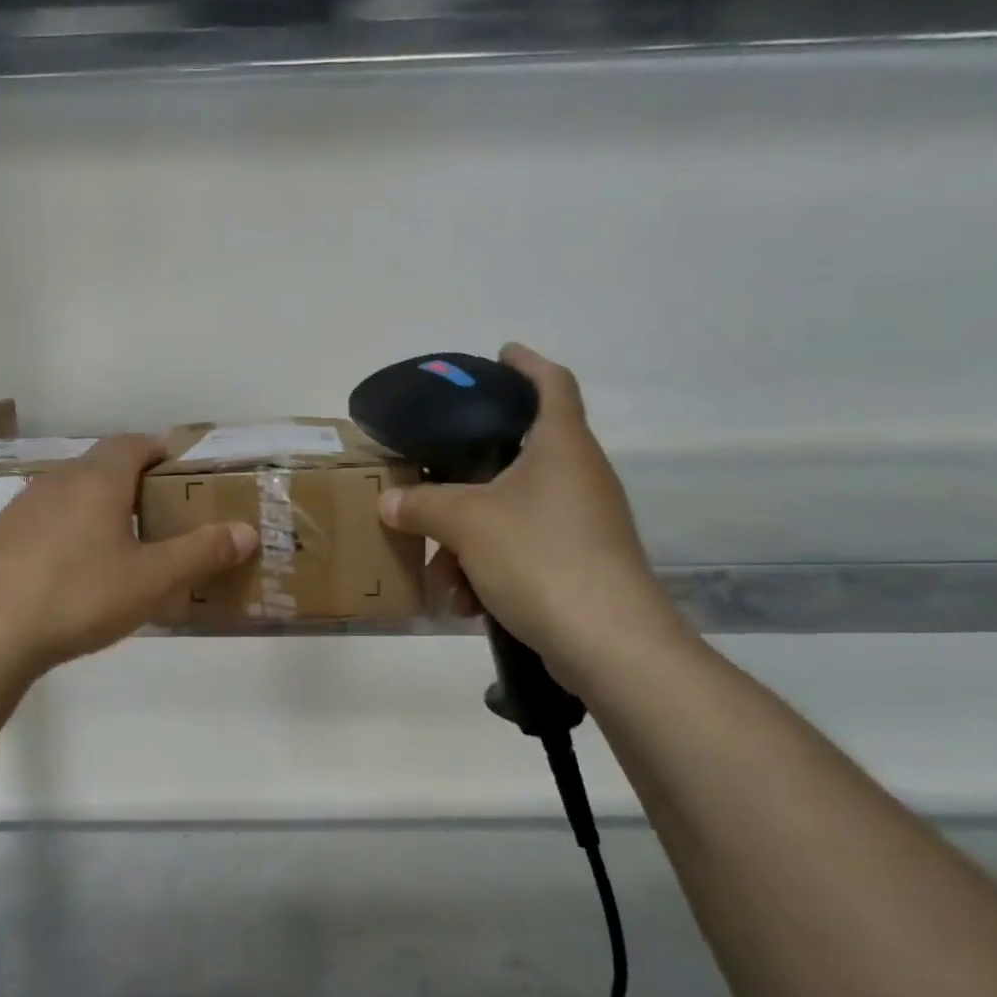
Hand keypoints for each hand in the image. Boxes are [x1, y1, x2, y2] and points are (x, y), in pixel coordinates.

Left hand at [0, 435, 255, 678]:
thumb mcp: (151, 579)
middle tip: (159, 512)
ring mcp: (21, 508)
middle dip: (132, 481)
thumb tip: (247, 531)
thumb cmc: (79, 595)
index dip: (159, 449)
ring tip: (119, 543)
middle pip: (101, 466)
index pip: (132, 443)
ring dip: (97, 507)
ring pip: (69, 494)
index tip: (180, 469)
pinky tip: (71, 571)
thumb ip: (201, 553)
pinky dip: (66, 532)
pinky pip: (44, 522)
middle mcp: (56, 482)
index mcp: (97, 480)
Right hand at [379, 344, 689, 693]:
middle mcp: (577, 476)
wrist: (607, 641)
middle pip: (516, 457)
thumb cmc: (539, 557)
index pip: (551, 383)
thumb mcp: (466, 523)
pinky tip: (463, 603)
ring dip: (468, 541)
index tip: (499, 354)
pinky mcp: (578, 564)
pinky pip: (521, 551)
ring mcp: (581, 523)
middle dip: (466, 480)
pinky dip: (488, 569)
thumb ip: (423, 505)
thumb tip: (389, 501)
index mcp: (561, 446)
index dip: (526, 363)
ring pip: (510, 514)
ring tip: (440, 577)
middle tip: (430, 482)